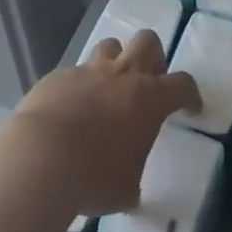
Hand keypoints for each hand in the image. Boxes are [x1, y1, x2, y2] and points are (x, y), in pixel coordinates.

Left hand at [12, 31, 200, 215]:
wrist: (41, 158)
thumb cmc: (94, 177)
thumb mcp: (124, 190)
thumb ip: (132, 182)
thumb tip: (127, 190)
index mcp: (149, 99)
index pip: (183, 85)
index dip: (190, 95)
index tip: (190, 109)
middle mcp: (122, 76)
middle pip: (147, 41)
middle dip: (153, 56)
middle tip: (148, 82)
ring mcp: (87, 71)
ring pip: (110, 46)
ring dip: (114, 62)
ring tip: (108, 88)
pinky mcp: (57, 76)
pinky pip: (74, 72)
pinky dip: (77, 86)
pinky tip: (68, 109)